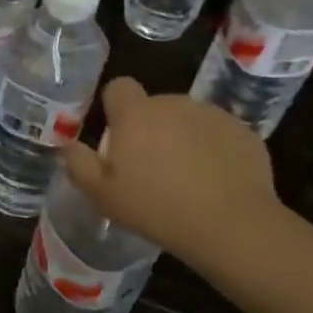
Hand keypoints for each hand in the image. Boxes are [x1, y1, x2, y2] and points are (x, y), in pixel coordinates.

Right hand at [62, 78, 286, 268]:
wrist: (231, 225)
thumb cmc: (156, 209)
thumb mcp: (102, 195)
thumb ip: (79, 164)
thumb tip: (69, 144)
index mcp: (136, 114)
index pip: (118, 87)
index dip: (115, 107)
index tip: (118, 135)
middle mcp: (173, 104)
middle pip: (154, 106)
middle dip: (150, 128)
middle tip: (151, 167)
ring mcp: (212, 115)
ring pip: (187, 119)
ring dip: (182, 137)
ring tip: (187, 177)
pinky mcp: (243, 131)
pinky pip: (218, 134)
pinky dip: (214, 149)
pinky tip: (215, 180)